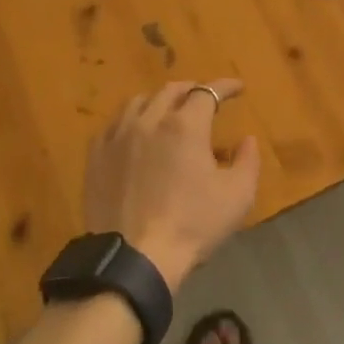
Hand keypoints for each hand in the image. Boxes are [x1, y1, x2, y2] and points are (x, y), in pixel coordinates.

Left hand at [83, 81, 260, 289]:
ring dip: (159, 101)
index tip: (238, 88)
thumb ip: (247, 161)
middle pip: (170, 91)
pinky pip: (113, 125)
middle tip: (204, 99)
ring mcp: (117, 136)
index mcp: (185, 125)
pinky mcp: (96, 155)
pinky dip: (131, 121)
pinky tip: (135, 134)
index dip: (225, 86)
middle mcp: (149, 120)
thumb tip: (246, 139)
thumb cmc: (193, 225)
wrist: (135, 257)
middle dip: (192, 89)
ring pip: (138, 102)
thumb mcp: (237, 195)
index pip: (207, 92)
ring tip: (168, 112)